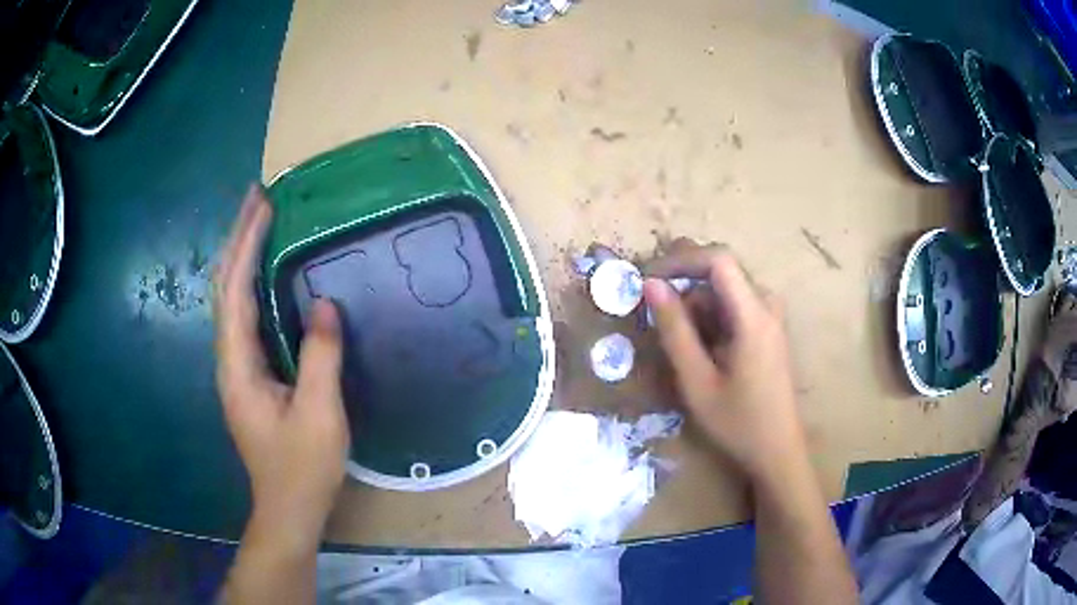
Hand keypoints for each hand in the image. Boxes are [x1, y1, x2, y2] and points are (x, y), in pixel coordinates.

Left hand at [214, 185, 349, 551]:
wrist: (287, 508)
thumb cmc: (302, 468)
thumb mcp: (320, 415)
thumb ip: (320, 358)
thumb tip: (323, 303)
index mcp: (238, 366)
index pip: (234, 291)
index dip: (246, 245)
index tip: (263, 205)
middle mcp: (228, 359)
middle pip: (224, 287)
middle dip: (237, 239)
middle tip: (257, 198)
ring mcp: (236, 367)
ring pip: (230, 300)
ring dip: (241, 257)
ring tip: (259, 222)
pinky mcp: (248, 375)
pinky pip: (243, 316)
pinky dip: (250, 283)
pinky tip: (264, 273)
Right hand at [643, 240, 806, 482]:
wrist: (777, 450)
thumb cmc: (737, 421)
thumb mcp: (697, 380)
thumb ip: (674, 329)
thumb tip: (651, 285)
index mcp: (753, 315)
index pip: (718, 259)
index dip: (680, 260)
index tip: (648, 278)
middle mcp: (767, 305)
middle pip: (720, 272)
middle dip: (683, 285)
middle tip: (654, 312)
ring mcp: (770, 316)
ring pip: (724, 290)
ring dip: (695, 306)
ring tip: (680, 346)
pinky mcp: (767, 328)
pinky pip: (733, 305)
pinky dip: (710, 318)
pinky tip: (702, 351)